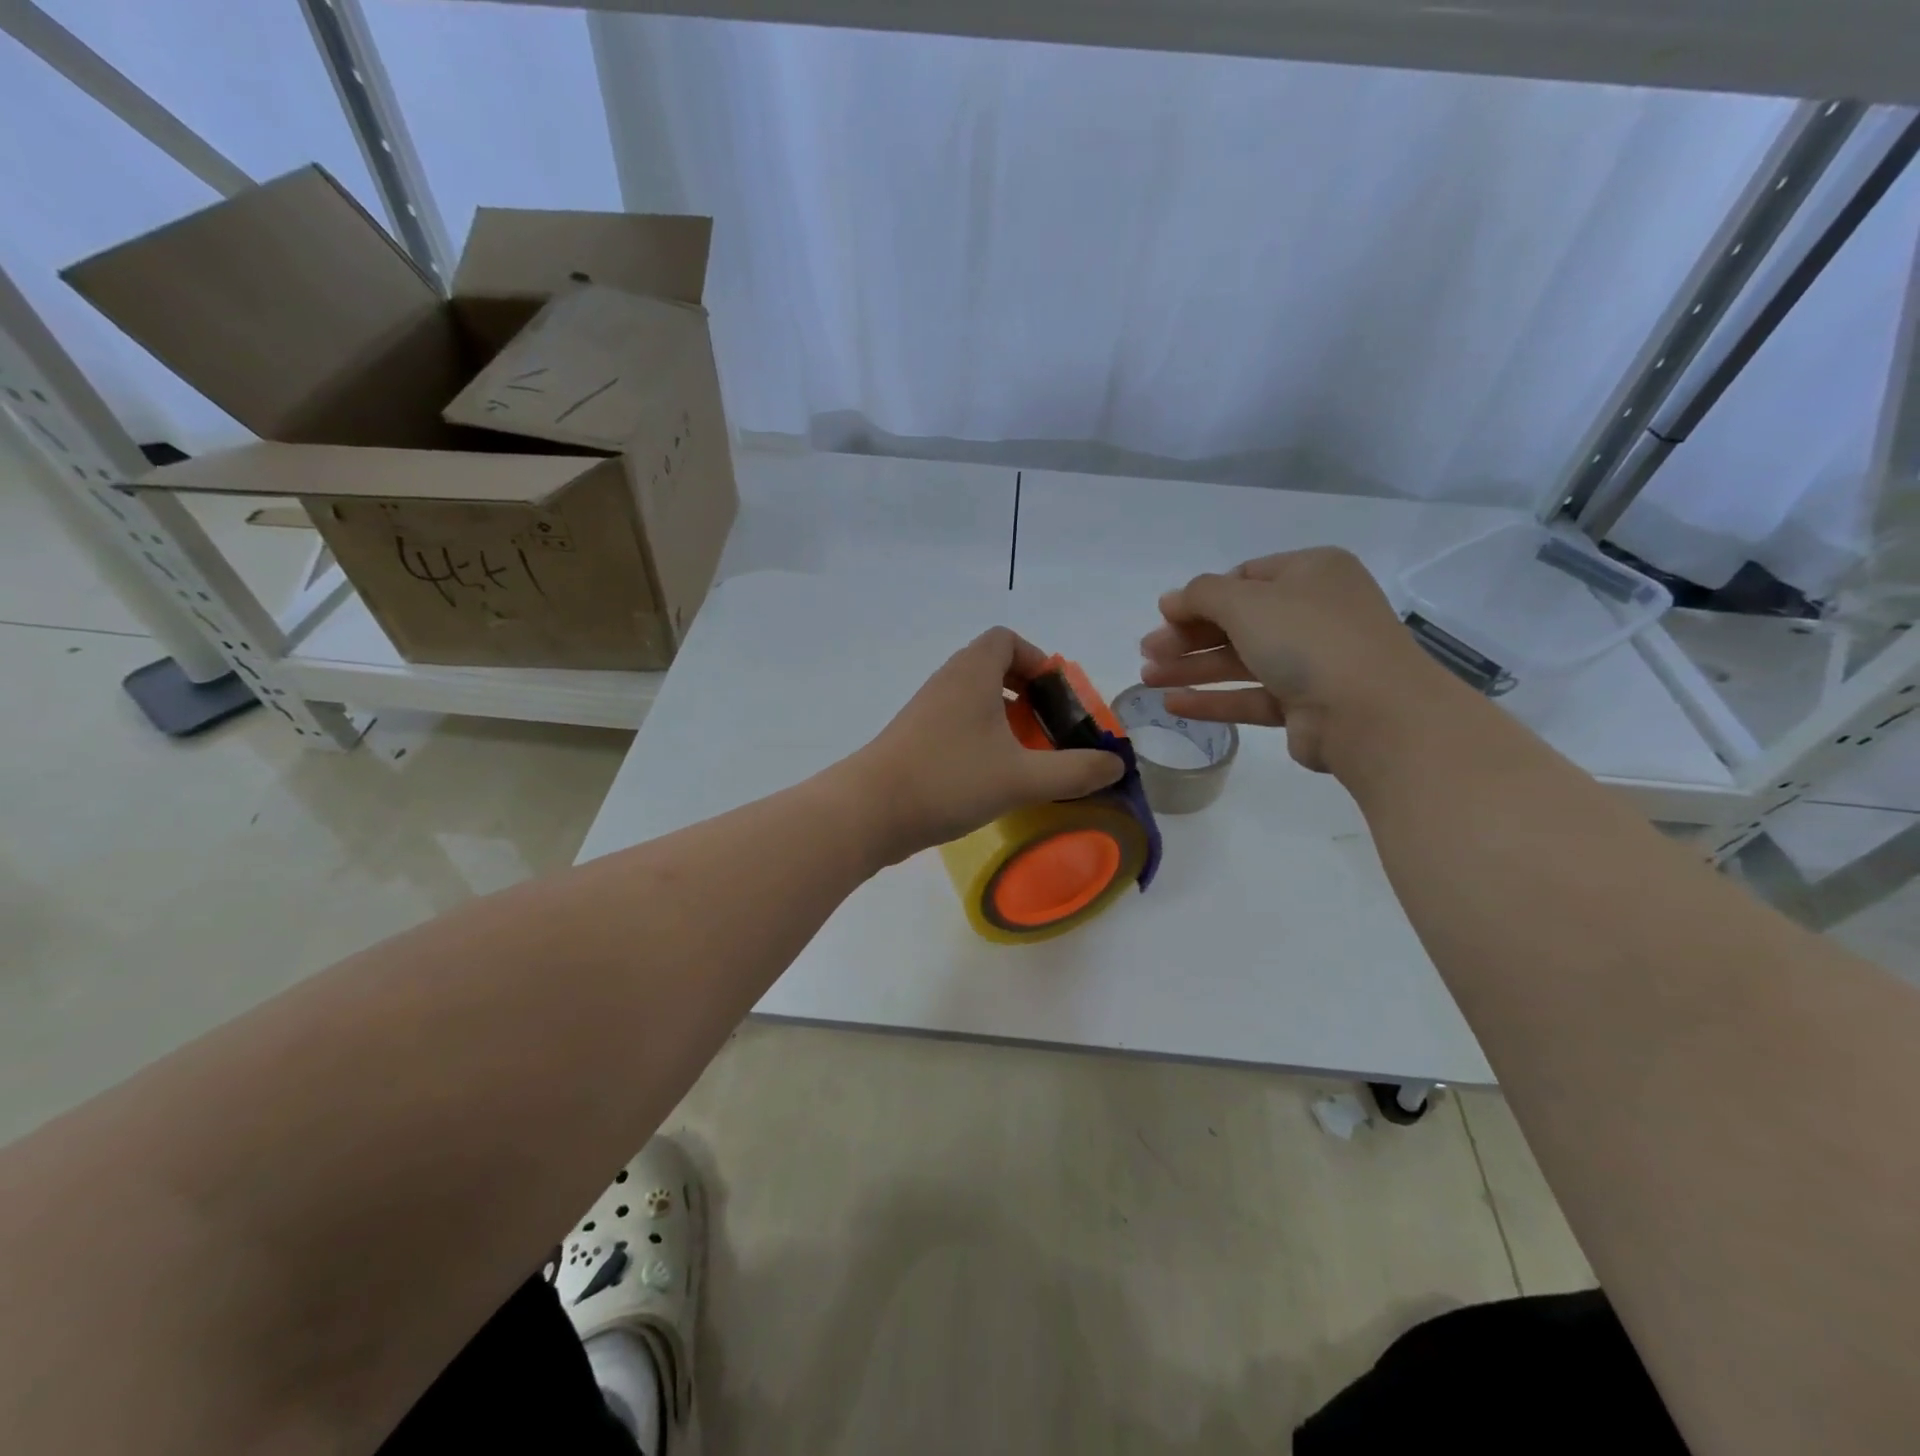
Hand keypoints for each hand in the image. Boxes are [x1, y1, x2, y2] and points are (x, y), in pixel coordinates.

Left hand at [850, 628, 1126, 862]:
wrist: (869, 811)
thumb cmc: (949, 779)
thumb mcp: (1022, 778)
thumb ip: (1074, 771)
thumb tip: (1116, 766)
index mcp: (971, 673)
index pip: (1005, 639)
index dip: (1036, 659)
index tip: (1055, 696)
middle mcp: (947, 682)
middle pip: (992, 667)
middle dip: (1027, 693)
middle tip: (1048, 728)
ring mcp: (926, 711)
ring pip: (973, 699)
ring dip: (1004, 719)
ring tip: (1027, 755)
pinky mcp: (913, 740)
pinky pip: (957, 723)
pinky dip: (981, 738)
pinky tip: (992, 776)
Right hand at [1139, 547, 1457, 774]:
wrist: (1372, 713)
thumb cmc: (1309, 639)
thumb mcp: (1247, 602)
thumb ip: (1201, 595)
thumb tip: (1171, 600)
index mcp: (1311, 573)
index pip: (1244, 578)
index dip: (1200, 597)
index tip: (1163, 616)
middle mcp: (1314, 612)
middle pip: (1237, 621)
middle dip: (1187, 637)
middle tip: (1146, 652)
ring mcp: (1313, 661)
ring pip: (1240, 661)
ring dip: (1192, 668)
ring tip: (1147, 680)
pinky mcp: (1305, 705)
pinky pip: (1251, 696)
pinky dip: (1213, 699)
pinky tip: (1173, 705)